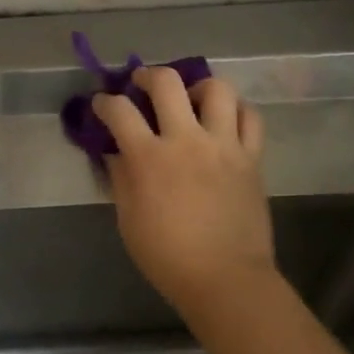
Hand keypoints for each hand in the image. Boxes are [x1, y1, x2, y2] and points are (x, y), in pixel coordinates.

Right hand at [92, 67, 273, 316]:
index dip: (105, 103)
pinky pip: (250, 117)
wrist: (225, 278)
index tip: (102, 105)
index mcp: (150, 158)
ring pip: (217, 88)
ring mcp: (224, 145)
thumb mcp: (129, 221)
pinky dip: (236, 110)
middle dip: (147, 76)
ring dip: (197, 86)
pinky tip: (224, 119)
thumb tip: (116, 153)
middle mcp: (187, 140)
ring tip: (190, 99)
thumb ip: (122, 180)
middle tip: (141, 84)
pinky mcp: (251, 157)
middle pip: (167, 83)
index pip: (120, 112)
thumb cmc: (168, 258)